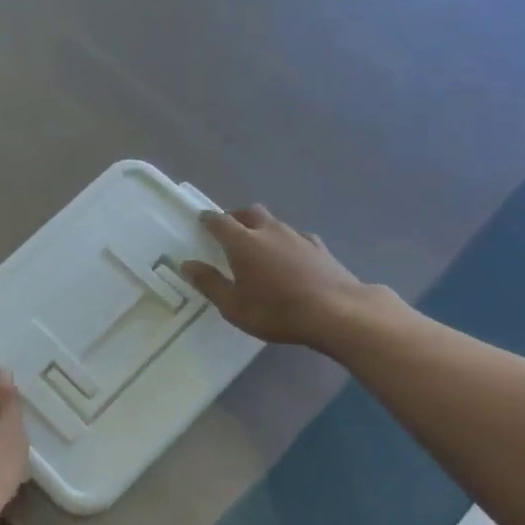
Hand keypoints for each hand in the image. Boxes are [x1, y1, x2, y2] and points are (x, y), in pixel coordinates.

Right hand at [181, 205, 366, 345]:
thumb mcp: (234, 306)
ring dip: (263, 229)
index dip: (208, 219)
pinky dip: (287, 242)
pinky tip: (291, 257)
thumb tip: (186, 265)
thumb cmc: (276, 311)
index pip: (220, 222)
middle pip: (250, 212)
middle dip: (237, 217)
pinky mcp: (320, 248)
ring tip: (259, 247)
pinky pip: (297, 237)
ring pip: (275, 223)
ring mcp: (298, 237)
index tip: (202, 220)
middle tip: (229, 231)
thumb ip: (209, 283)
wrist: (337, 312)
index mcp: (243, 242)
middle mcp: (269, 231)